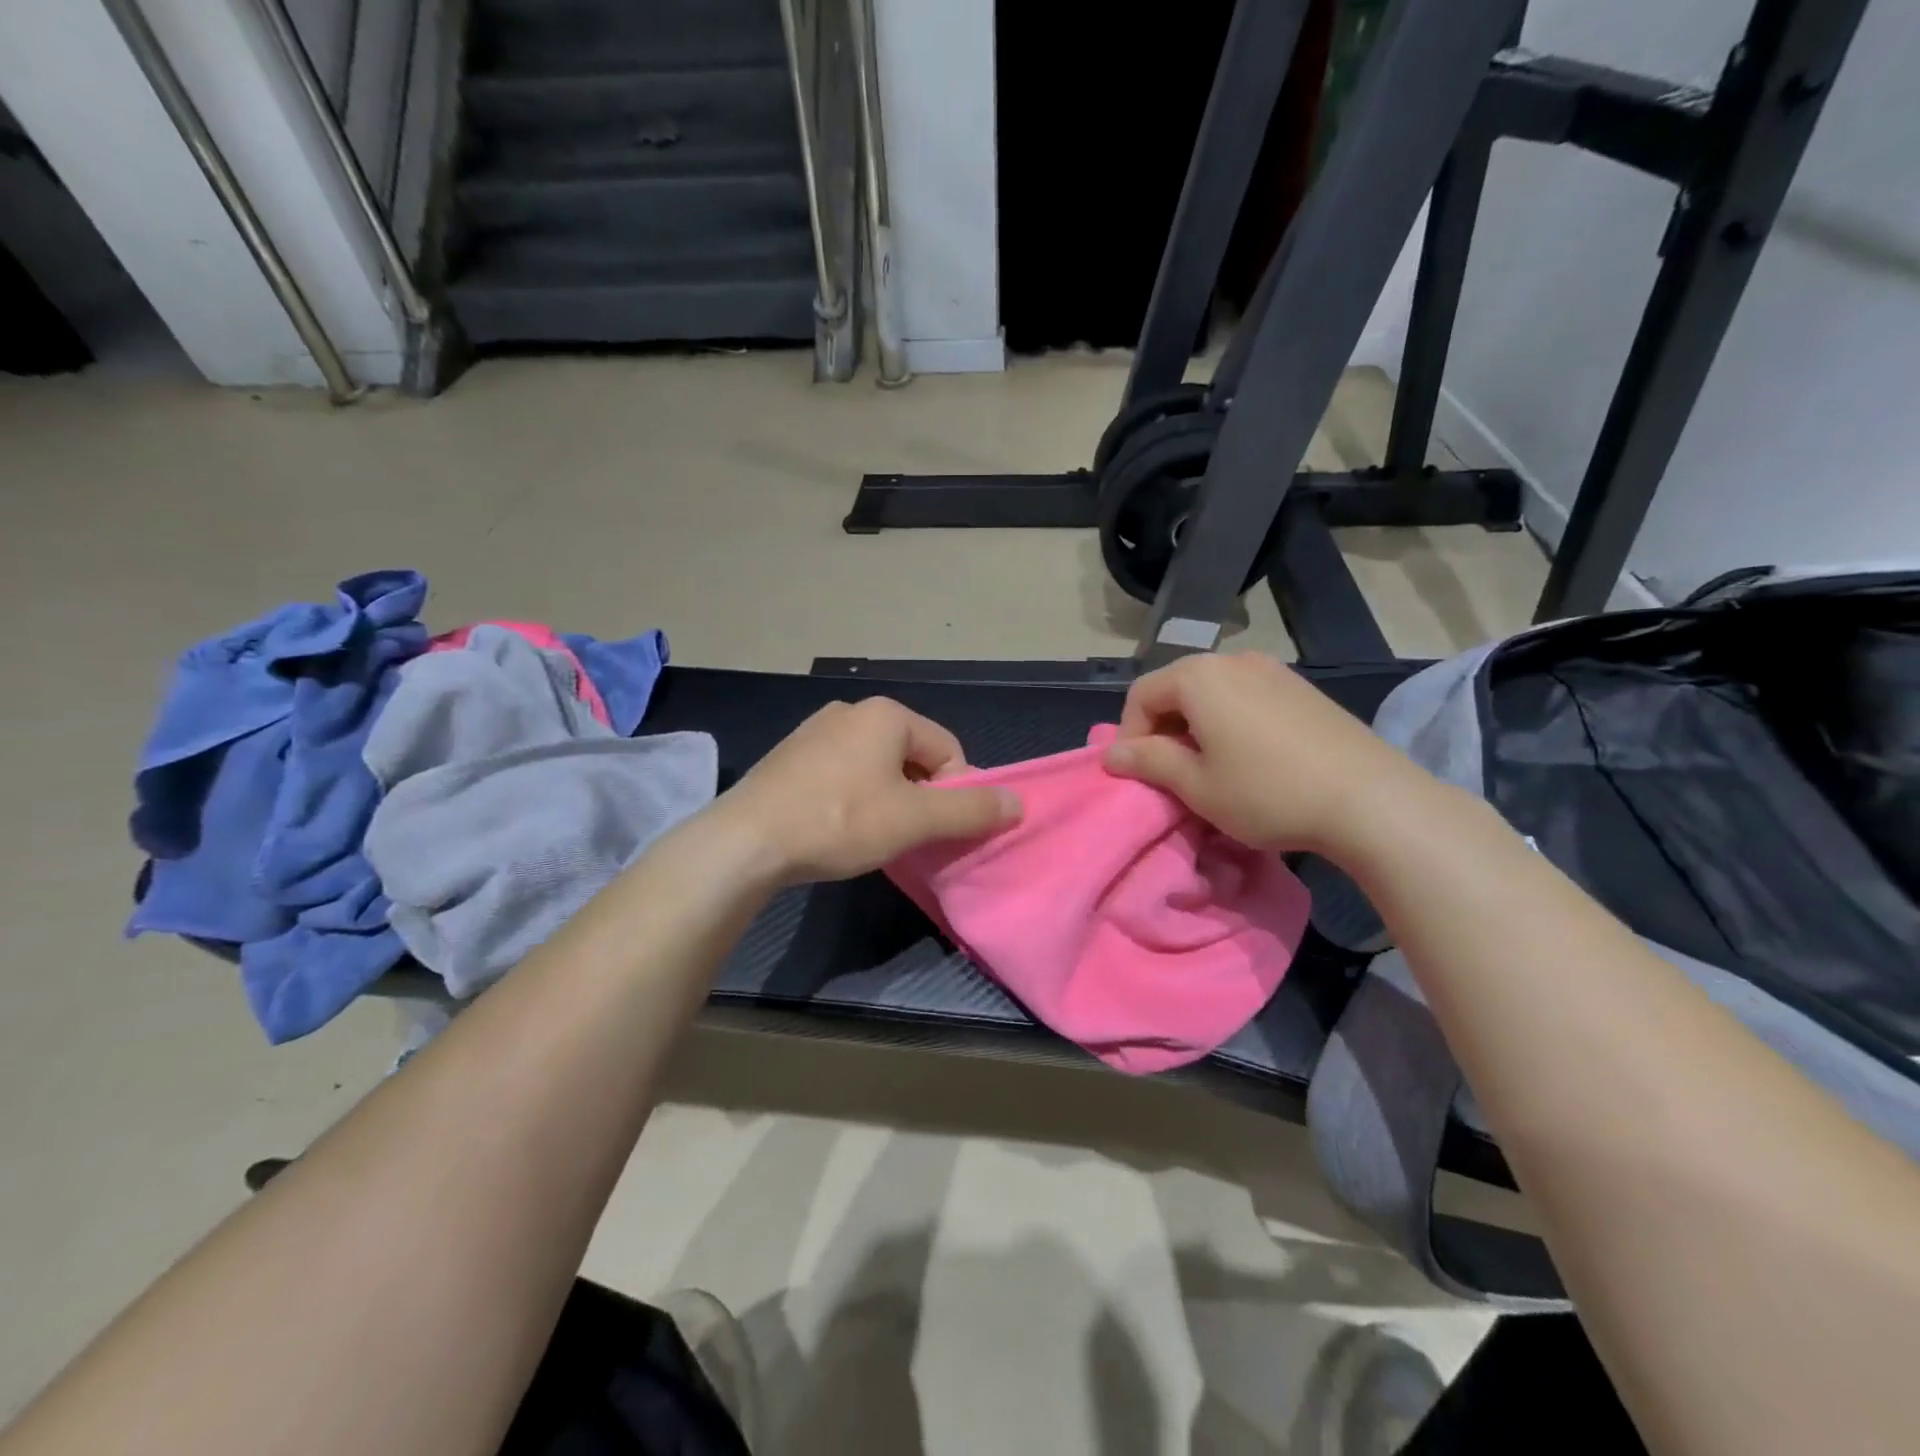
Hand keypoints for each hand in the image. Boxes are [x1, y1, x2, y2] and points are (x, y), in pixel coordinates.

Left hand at [708, 697, 1021, 883]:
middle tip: (909, 837)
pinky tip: (839, 828)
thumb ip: (971, 810)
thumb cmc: (839, 821)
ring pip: (877, 767)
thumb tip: (1019, 803)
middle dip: (920, 797)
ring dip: (888, 800)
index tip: (939, 830)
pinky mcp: (791, 757)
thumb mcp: (914, 820)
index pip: (948, 750)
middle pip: (912, 757)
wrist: (746, 841)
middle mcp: (852, 710)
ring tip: (873, 837)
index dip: (955, 793)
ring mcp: (816, 731)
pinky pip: (842, 774)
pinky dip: (854, 799)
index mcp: (887, 714)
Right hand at [1103, 652, 1427, 857]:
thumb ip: (1148, 762)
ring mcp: (1273, 670)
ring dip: (1196, 727)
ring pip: (1212, 693)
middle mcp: (1233, 660)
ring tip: (1210, 769)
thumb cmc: (1267, 792)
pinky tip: (1249, 759)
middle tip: (1171, 774)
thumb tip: (1111, 754)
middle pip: (1176, 688)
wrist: (1370, 799)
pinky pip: (1246, 697)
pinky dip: (1230, 723)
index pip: (1141, 695)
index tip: (1139, 775)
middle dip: (1162, 730)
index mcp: (1199, 676)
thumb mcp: (1196, 785)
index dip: (1130, 736)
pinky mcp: (1302, 688)